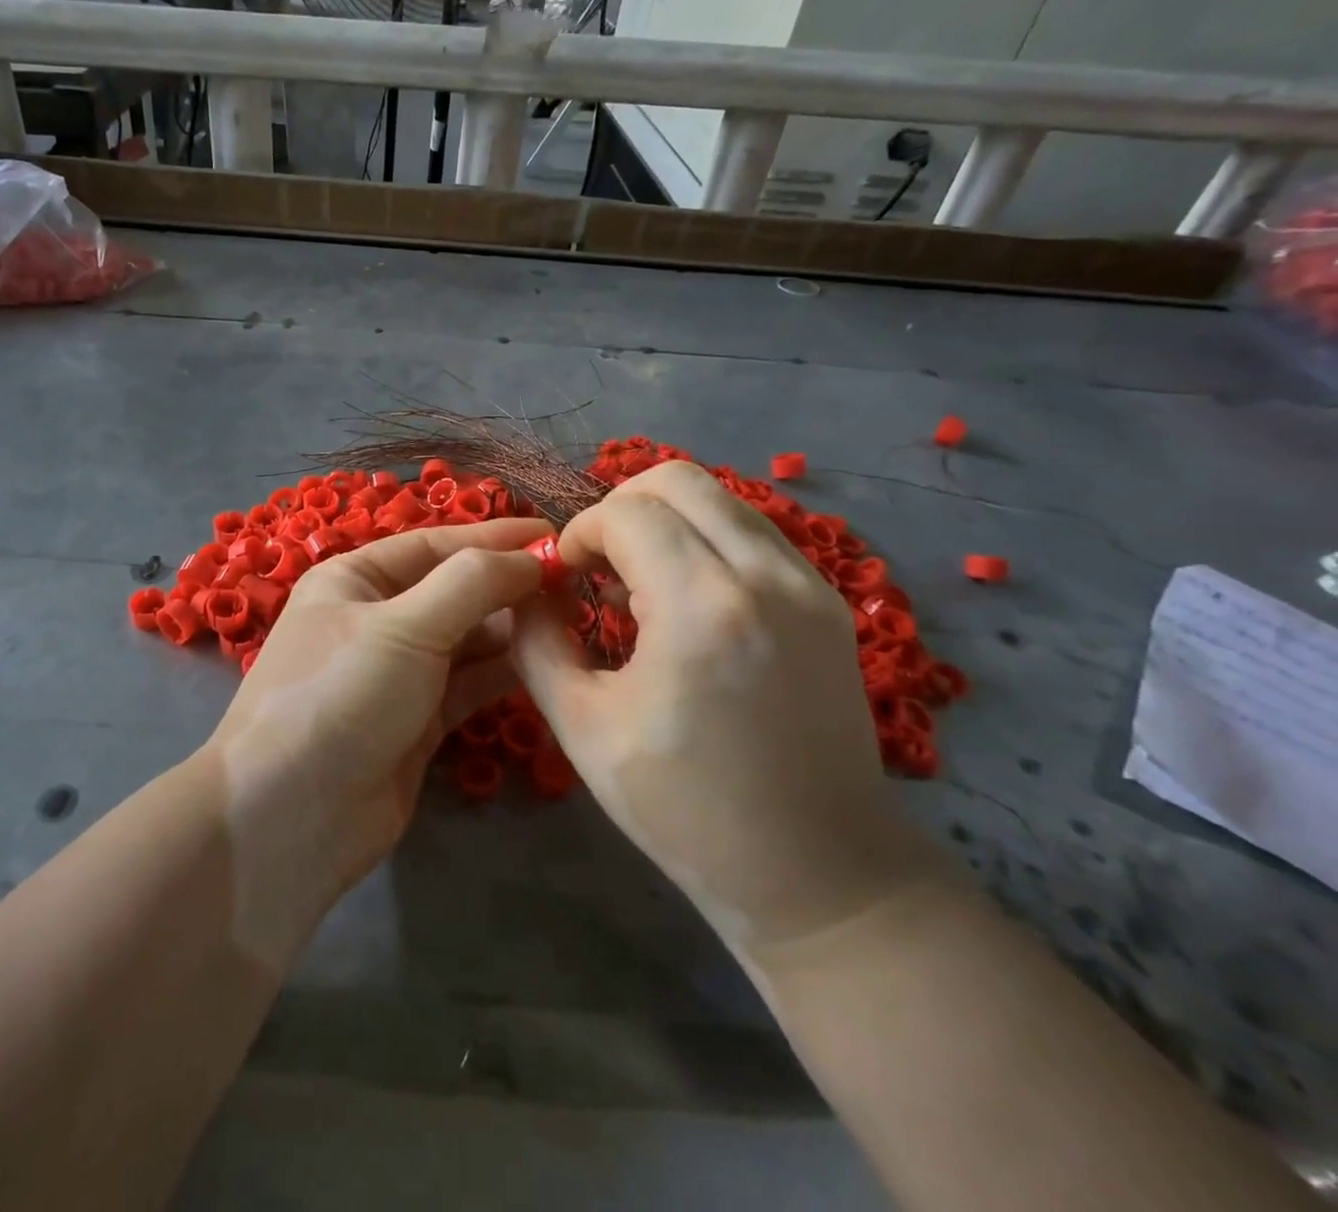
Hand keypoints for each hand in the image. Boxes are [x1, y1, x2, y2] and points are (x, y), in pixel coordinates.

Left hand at [205, 517, 548, 962]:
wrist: (292, 816)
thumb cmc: (340, 695)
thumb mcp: (404, 625)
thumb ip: (471, 584)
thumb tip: (530, 557)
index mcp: (355, 580)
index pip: (434, 546)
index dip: (493, 538)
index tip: (552, 535)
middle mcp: (375, 619)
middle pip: (453, 591)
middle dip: (507, 586)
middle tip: (574, 584)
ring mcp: (397, 673)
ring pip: (466, 639)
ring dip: (511, 629)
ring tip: (571, 619)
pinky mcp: (417, 721)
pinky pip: (468, 684)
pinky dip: (503, 672)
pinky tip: (545, 662)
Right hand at [511, 463, 939, 953]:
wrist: (821, 872)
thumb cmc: (687, 810)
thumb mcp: (583, 728)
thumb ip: (537, 642)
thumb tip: (526, 590)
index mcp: (701, 608)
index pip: (625, 513)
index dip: (579, 534)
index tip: (563, 580)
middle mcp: (764, 576)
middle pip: (677, 480)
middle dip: (618, 509)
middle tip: (596, 567)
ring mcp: (808, 584)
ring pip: (719, 498)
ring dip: (663, 521)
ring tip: (638, 583)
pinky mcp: (827, 602)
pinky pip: (750, 532)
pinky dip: (704, 540)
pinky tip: (684, 599)